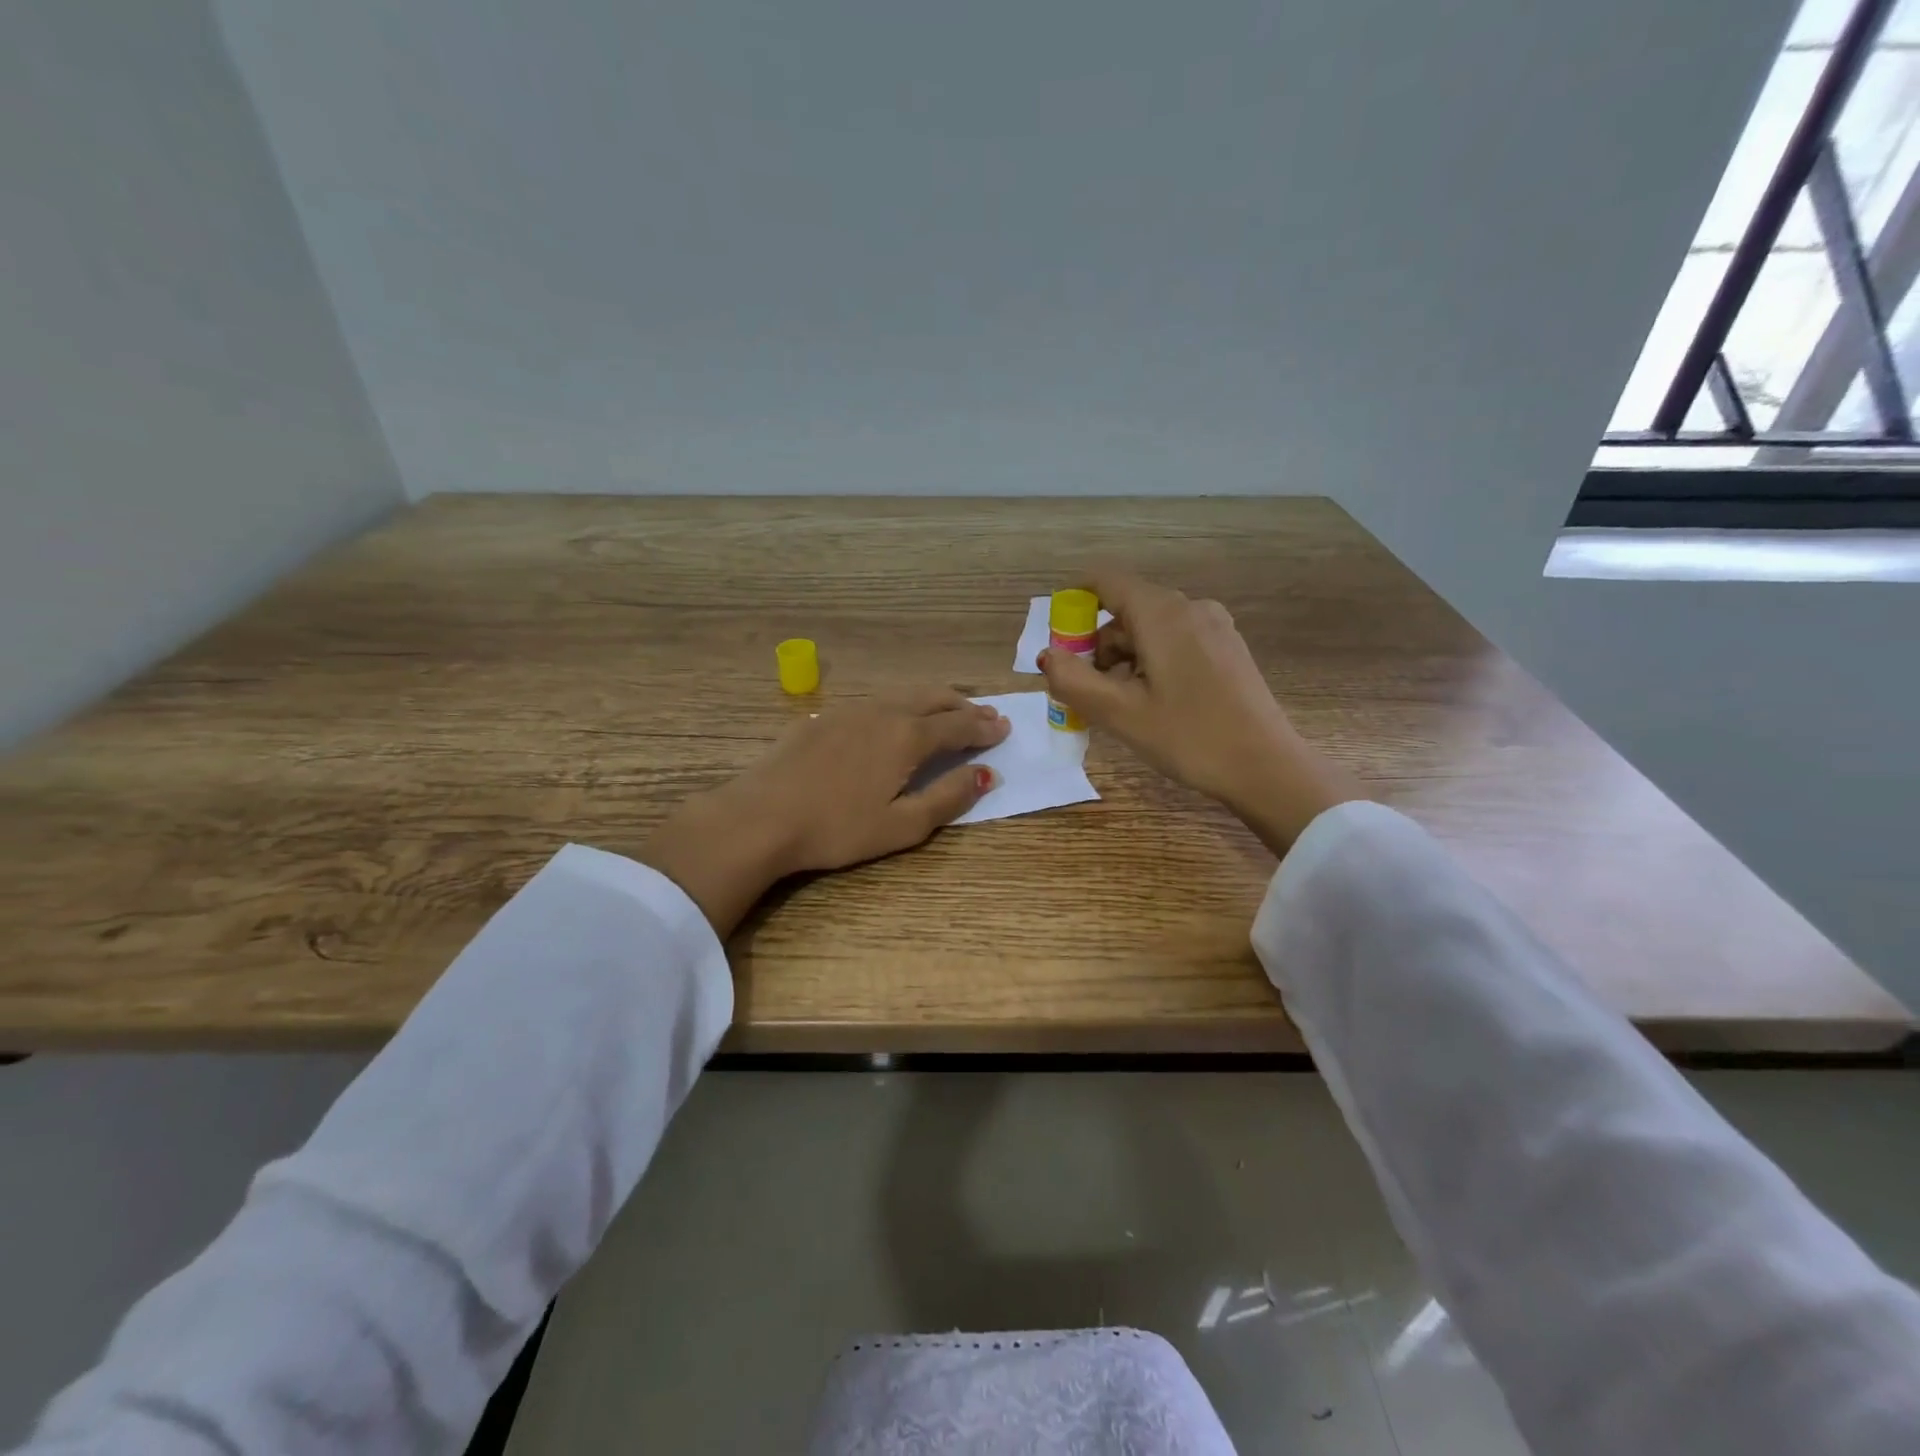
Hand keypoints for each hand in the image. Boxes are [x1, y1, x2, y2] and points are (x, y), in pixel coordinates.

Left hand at [637, 689, 1009, 934]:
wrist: (760, 817)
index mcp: (908, 736)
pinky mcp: (822, 717)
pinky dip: (900, 704)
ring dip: (934, 700)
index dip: (985, 727)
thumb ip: (949, 797)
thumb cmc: (837, 829)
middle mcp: (884, 712)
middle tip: (985, 716)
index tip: (1004, 728)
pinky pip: (875, 702)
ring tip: (947, 710)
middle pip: (934, 698)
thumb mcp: (902, 825)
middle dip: (964, 705)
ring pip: (903, 694)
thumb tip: (987, 774)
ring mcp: (849, 710)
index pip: (959, 725)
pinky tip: (893, 719)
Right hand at [1038, 571, 1363, 854]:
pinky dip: (1151, 662)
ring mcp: (1215, 627)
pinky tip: (1155, 703)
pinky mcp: (1228, 648)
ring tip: (1122, 706)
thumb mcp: (1120, 713)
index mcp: (1162, 613)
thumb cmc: (1189, 737)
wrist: (1266, 768)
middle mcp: (1191, 607)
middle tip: (1088, 692)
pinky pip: (1176, 641)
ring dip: (1124, 658)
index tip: (1061, 643)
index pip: (1105, 581)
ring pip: (1151, 629)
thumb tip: (1048, 655)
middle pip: (1127, 610)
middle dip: (1098, 645)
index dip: (1074, 603)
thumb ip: (1073, 680)